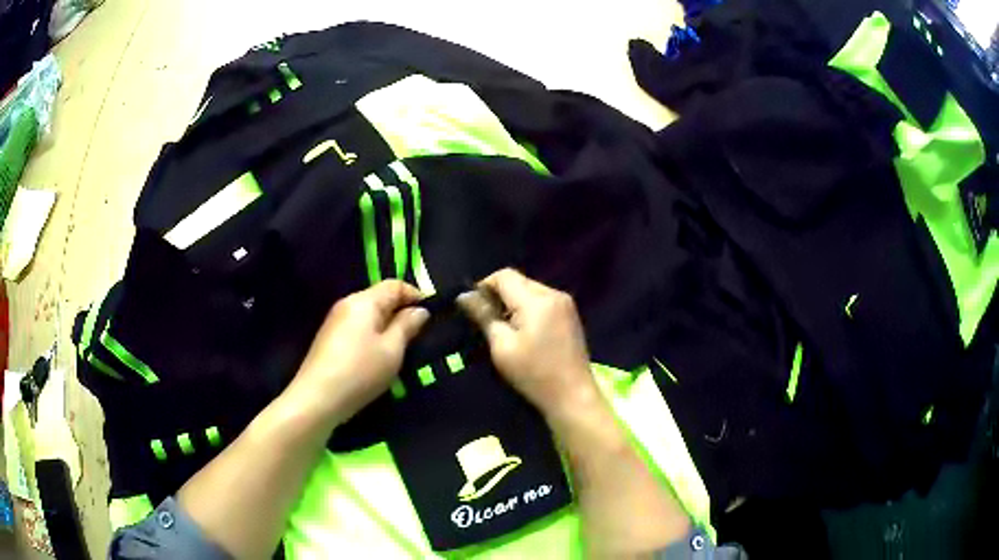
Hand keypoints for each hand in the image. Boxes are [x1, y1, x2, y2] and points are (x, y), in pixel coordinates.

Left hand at [287, 280, 428, 424]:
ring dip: (387, 325)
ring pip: (369, 315)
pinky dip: (373, 335)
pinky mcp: (330, 338)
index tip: (433, 315)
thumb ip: (407, 326)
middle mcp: (348, 303)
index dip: (416, 295)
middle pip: (380, 298)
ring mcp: (335, 321)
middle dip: (401, 311)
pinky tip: (378, 356)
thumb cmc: (360, 371)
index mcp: (364, 301)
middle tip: (419, 335)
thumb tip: (420, 310)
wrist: (318, 398)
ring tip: (402, 347)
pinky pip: (358, 328)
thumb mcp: (392, 350)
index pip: (395, 285)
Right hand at [457, 269, 598, 420]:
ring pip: (530, 289)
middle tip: (486, 321)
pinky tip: (523, 331)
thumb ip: (484, 316)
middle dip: (499, 295)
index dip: (484, 286)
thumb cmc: (534, 374)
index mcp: (537, 300)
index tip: (473, 309)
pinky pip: (542, 300)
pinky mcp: (570, 315)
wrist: (572, 395)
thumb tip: (463, 296)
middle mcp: (554, 293)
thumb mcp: (502, 346)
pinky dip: (528, 309)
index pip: (504, 275)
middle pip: (518, 281)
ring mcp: (565, 303)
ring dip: (513, 302)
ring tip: (504, 328)